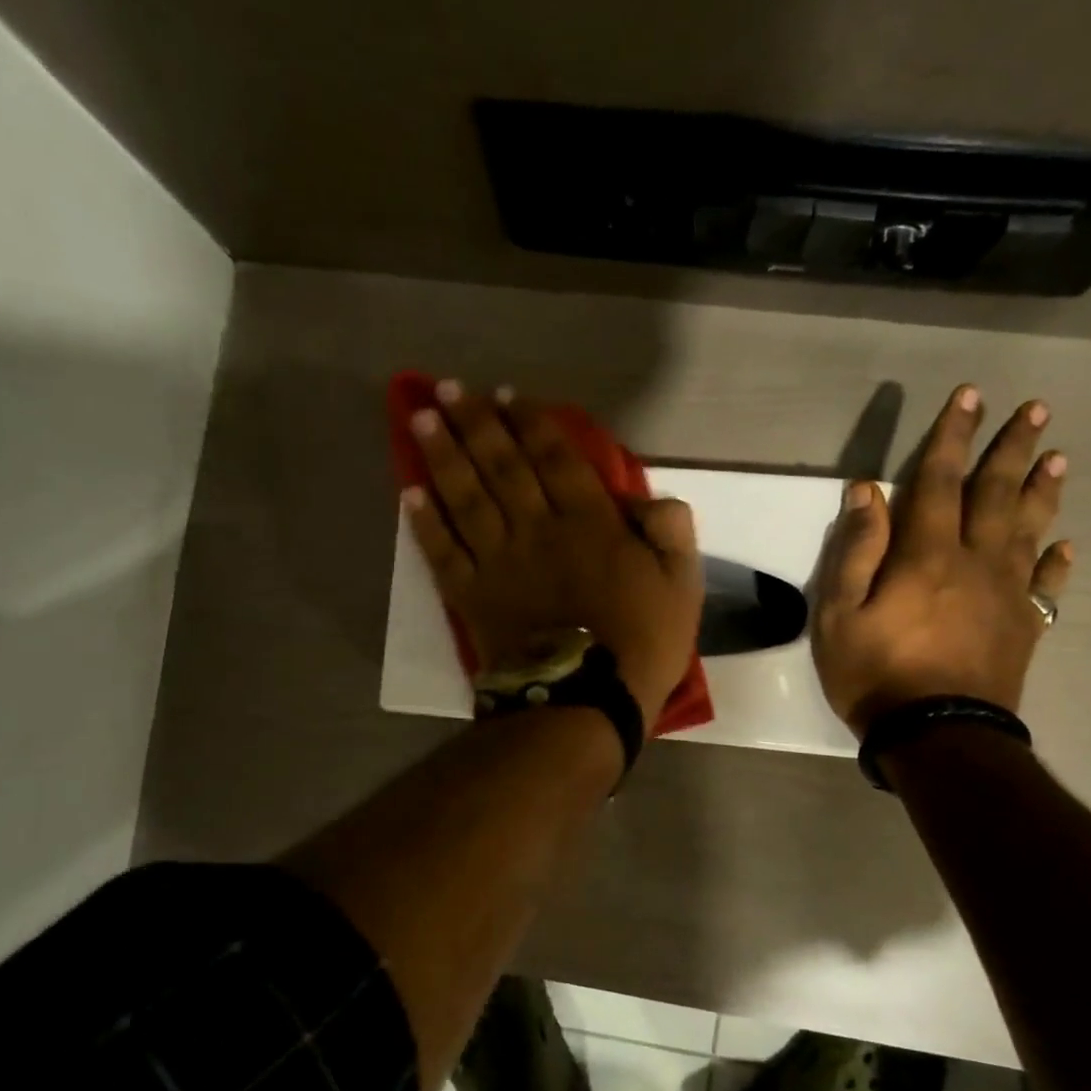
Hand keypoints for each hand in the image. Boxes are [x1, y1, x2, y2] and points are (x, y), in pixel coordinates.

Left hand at [402, 380, 704, 734]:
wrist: (585, 703)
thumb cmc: (640, 645)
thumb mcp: (682, 586)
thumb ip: (671, 531)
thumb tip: (650, 497)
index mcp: (588, 524)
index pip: (555, 459)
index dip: (530, 422)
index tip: (507, 394)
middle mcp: (536, 530)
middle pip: (501, 466)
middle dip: (475, 423)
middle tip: (448, 387)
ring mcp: (498, 562)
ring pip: (465, 498)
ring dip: (442, 455)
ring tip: (421, 418)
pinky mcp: (471, 596)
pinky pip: (442, 552)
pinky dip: (424, 522)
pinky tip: (408, 492)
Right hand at [812, 384, 1071, 734]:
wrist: (937, 736)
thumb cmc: (875, 673)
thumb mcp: (840, 613)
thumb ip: (856, 550)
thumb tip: (868, 491)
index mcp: (927, 555)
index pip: (940, 481)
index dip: (952, 435)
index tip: (969, 395)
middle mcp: (974, 562)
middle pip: (997, 494)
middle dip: (1011, 448)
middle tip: (1035, 409)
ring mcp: (1006, 595)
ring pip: (1029, 530)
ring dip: (1044, 490)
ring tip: (1059, 456)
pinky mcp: (1023, 628)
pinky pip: (1046, 586)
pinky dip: (1055, 561)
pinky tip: (1066, 545)